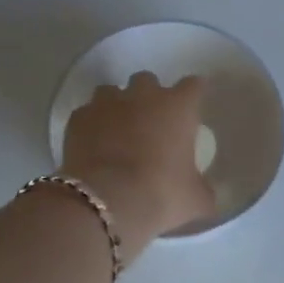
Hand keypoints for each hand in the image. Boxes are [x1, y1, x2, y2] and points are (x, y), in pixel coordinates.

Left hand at [59, 73, 215, 259]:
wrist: (106, 201)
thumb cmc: (161, 194)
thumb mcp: (195, 200)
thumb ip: (203, 191)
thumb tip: (205, 195)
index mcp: (178, 107)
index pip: (194, 85)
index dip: (193, 95)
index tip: (192, 109)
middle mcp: (143, 95)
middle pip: (148, 81)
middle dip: (150, 97)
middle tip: (151, 124)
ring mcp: (107, 103)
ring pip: (112, 92)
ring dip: (117, 106)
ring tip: (117, 132)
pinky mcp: (78, 118)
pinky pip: (87, 114)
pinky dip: (91, 125)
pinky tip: (93, 146)